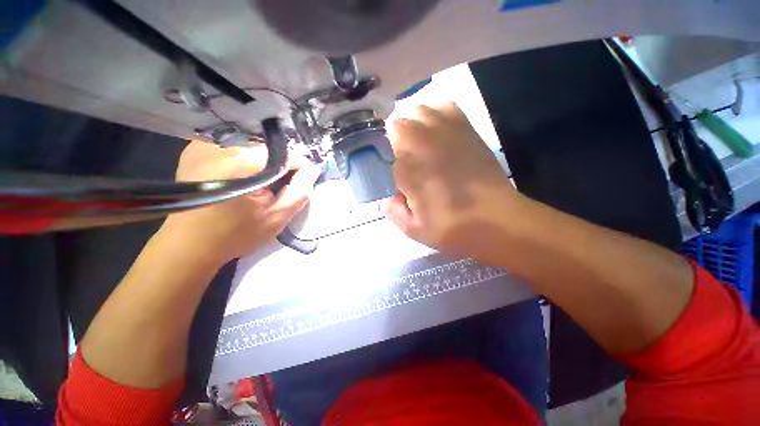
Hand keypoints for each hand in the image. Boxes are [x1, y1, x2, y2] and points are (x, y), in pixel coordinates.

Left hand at [157, 140, 320, 265]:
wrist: (188, 245)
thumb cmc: (235, 234)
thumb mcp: (277, 218)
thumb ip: (299, 191)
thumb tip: (311, 169)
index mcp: (242, 163)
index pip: (285, 155)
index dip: (297, 169)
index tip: (297, 184)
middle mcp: (221, 147)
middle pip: (267, 150)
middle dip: (277, 168)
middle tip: (274, 189)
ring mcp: (204, 145)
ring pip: (250, 148)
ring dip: (260, 165)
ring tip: (256, 186)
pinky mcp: (194, 150)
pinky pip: (231, 149)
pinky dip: (242, 162)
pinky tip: (238, 179)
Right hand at [381, 103, 522, 262]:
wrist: (498, 221)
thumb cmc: (452, 227)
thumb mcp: (413, 229)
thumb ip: (392, 211)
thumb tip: (382, 198)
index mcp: (408, 168)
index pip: (381, 149)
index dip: (379, 157)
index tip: (384, 168)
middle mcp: (424, 144)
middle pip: (397, 124)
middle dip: (392, 138)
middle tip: (398, 156)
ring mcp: (447, 133)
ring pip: (418, 110)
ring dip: (411, 123)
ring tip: (414, 141)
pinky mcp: (466, 130)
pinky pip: (445, 107)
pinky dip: (434, 113)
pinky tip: (434, 129)